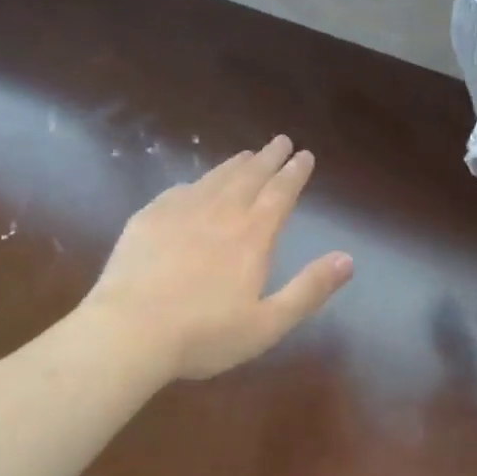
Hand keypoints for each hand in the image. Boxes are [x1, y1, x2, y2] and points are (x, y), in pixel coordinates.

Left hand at [85, 135, 354, 381]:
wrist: (129, 331)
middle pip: (250, 176)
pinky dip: (196, 183)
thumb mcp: (268, 324)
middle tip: (281, 141)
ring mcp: (181, 212)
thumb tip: (348, 259)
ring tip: (247, 154)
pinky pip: (179, 191)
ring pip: (215, 178)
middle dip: (269, 157)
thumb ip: (309, 289)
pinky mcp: (148, 218)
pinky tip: (194, 185)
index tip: (305, 154)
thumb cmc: (204, 335)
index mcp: (252, 236)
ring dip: (235, 164)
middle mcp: (220, 213)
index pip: (280, 193)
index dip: (294, 173)